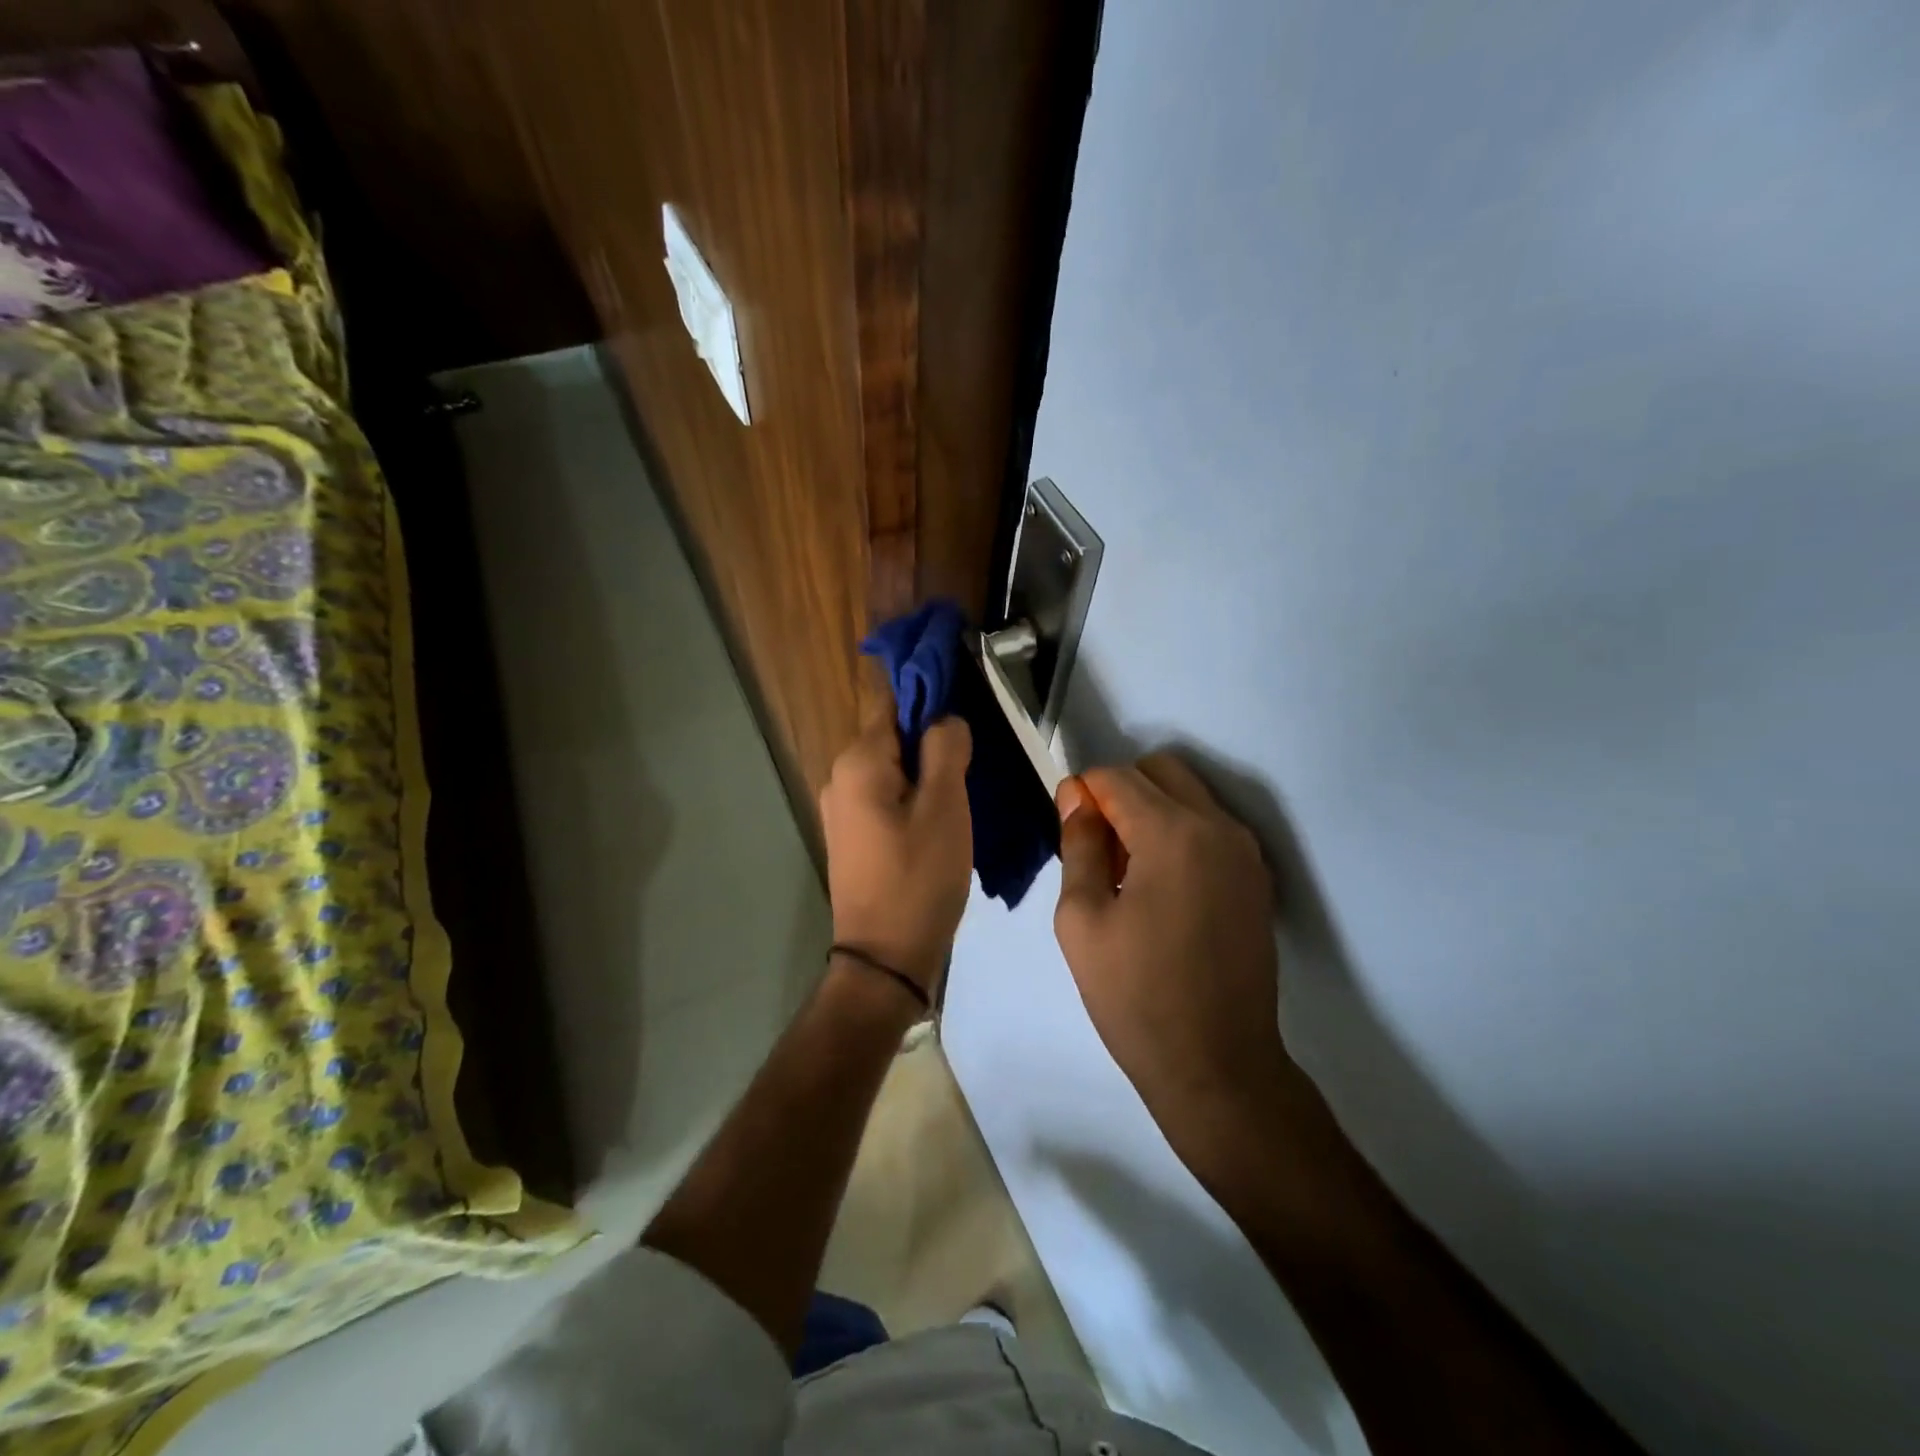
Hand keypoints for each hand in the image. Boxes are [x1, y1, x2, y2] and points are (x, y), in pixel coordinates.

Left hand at [820, 708, 973, 994]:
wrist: (884, 958)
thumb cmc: (919, 878)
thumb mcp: (945, 808)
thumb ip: (946, 749)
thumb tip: (945, 717)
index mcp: (859, 762)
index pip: (893, 701)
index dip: (929, 694)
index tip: (967, 703)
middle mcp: (840, 777)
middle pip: (892, 735)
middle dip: (932, 738)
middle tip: (975, 758)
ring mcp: (841, 809)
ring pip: (891, 768)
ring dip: (925, 770)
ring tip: (964, 789)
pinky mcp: (851, 836)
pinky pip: (884, 797)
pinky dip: (912, 796)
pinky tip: (940, 816)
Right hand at [1054, 753, 1297, 1164]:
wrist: (1217, 1065)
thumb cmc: (1135, 995)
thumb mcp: (1082, 919)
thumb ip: (1080, 844)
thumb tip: (1076, 797)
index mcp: (1173, 833)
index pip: (1117, 777)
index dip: (1083, 792)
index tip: (1067, 827)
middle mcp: (1218, 827)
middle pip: (1161, 770)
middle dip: (1121, 790)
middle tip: (1098, 846)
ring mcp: (1246, 852)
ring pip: (1190, 794)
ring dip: (1152, 810)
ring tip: (1127, 871)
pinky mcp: (1257, 878)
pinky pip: (1211, 827)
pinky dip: (1180, 832)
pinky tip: (1161, 887)